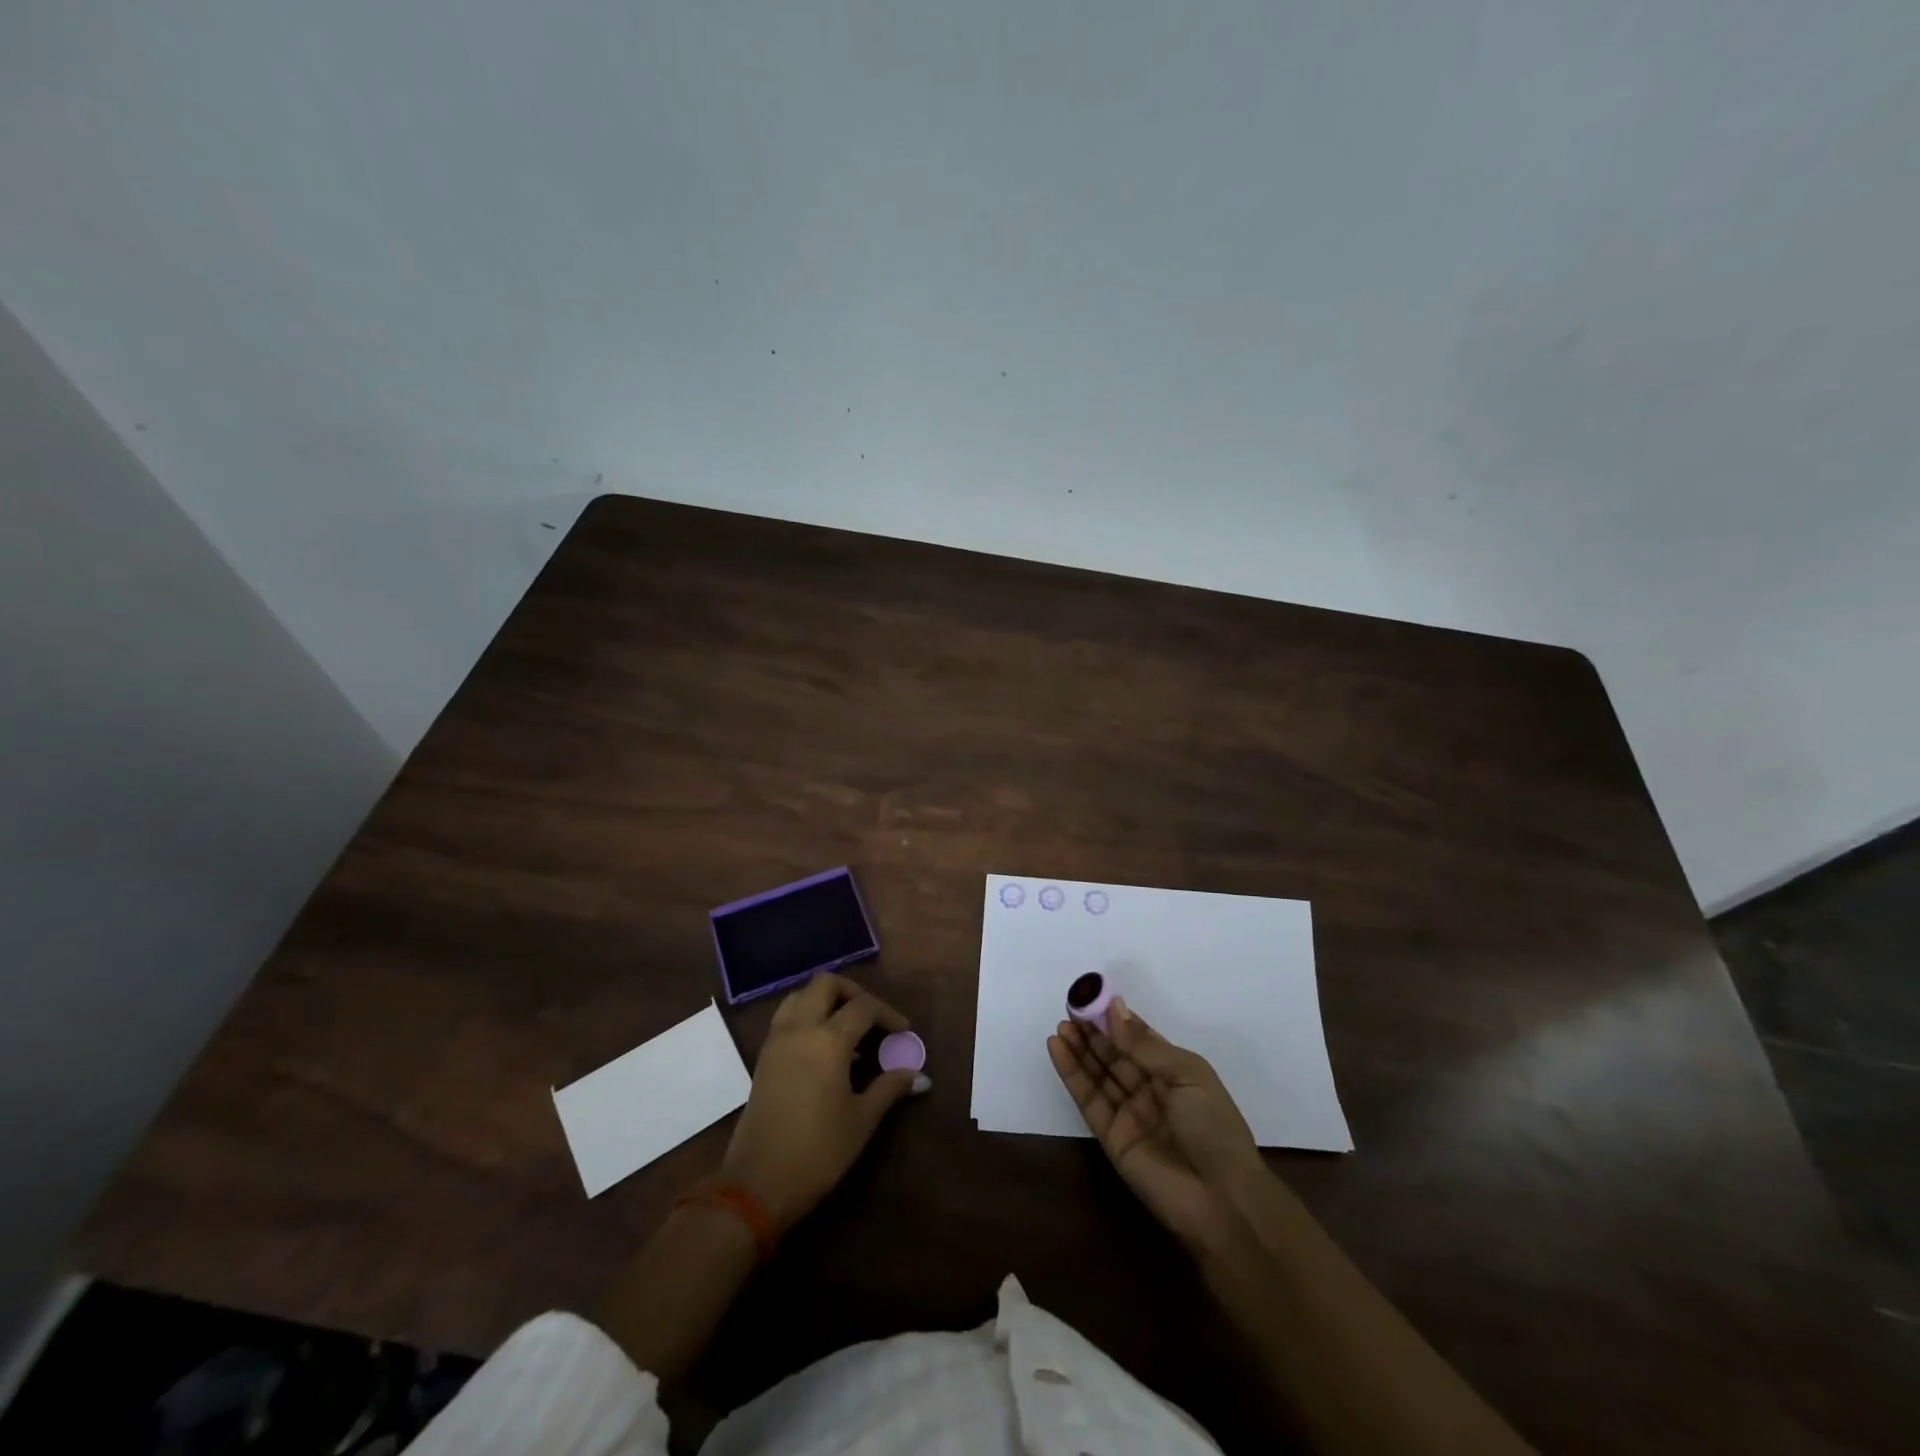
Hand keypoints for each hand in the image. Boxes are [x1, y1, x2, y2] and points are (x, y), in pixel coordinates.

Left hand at [722, 974, 923, 1230]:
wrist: (756, 1185)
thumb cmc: (817, 1152)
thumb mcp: (861, 1121)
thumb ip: (890, 1088)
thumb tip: (919, 1075)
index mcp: (828, 1040)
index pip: (864, 1006)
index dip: (888, 1014)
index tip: (904, 1032)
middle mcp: (800, 1028)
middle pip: (825, 984)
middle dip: (853, 992)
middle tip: (872, 1018)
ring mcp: (776, 1040)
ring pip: (800, 995)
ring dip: (825, 999)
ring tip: (847, 1027)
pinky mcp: (763, 1057)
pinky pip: (786, 1016)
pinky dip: (807, 1015)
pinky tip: (823, 1046)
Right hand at [1048, 997, 1267, 1251]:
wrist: (1221, 1200)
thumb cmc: (1213, 1127)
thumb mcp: (1187, 1074)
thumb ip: (1145, 1044)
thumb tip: (1114, 1008)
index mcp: (1174, 1073)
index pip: (1139, 1039)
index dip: (1115, 1019)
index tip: (1091, 997)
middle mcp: (1150, 1090)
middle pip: (1115, 1055)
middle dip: (1092, 1032)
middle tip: (1069, 1008)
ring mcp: (1129, 1114)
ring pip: (1098, 1074)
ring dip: (1078, 1049)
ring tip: (1060, 1026)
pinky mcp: (1110, 1137)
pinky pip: (1087, 1099)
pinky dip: (1071, 1073)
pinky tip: (1057, 1049)